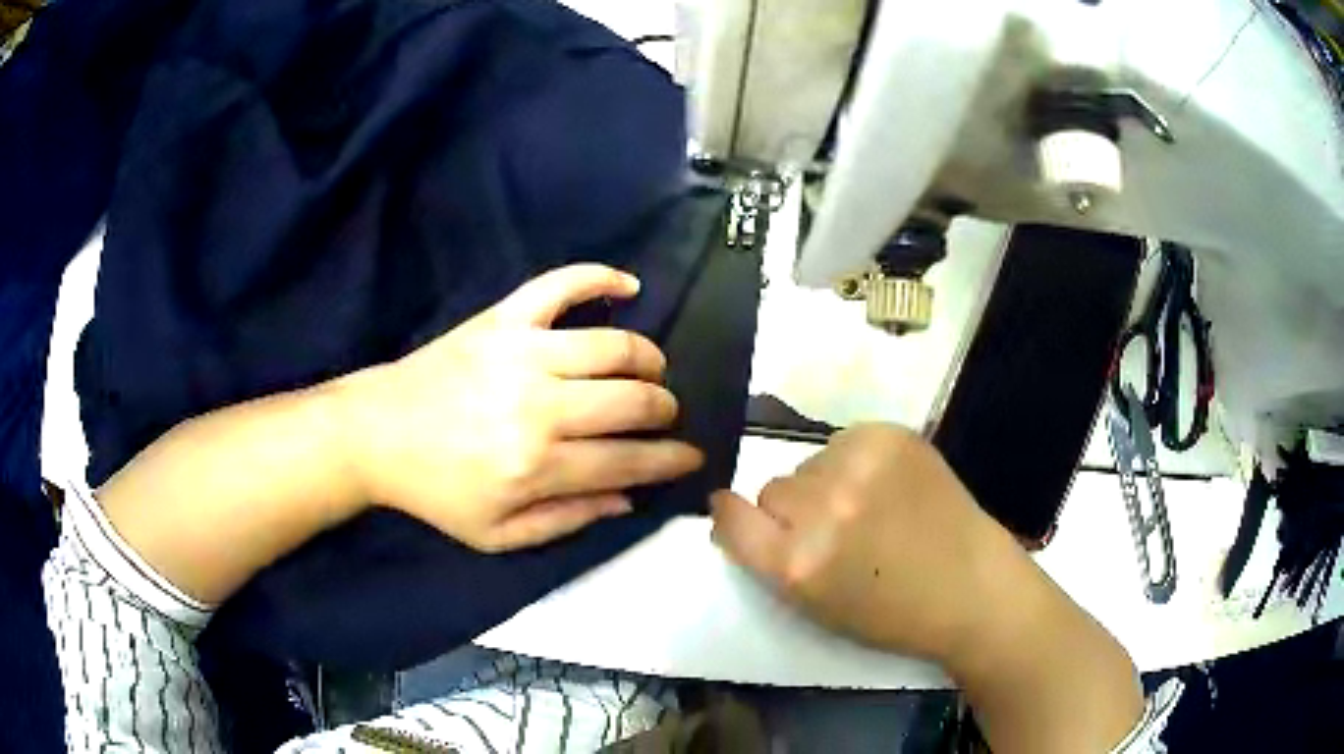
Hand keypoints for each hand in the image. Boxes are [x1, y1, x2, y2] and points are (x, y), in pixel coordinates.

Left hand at [338, 264, 703, 551]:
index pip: (631, 460)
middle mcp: (540, 406)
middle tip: (664, 416)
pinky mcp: (502, 320)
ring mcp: (522, 353)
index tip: (692, 457)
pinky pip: (561, 285)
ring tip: (650, 371)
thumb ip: (567, 520)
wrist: (376, 434)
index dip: (672, 460)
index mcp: (539, 466)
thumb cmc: (437, 491)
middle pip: (634, 401)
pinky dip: (600, 278)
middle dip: (665, 411)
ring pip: (616, 346)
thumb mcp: (498, 534)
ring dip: (648, 359)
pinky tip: (628, 286)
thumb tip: (627, 497)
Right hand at [710, 423, 1023, 665]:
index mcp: (796, 563)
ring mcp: (859, 465)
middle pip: (772, 488)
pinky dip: (857, 460)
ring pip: (809, 463)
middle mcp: (822, 509)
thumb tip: (742, 512)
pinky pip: (844, 440)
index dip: (732, 516)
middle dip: (793, 510)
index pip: (730, 517)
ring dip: (826, 483)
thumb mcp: (814, 607)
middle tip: (835, 529)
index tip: (739, 516)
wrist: (970, 586)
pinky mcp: (889, 436)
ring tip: (871, 507)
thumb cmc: (891, 613)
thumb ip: (771, 561)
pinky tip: (889, 484)